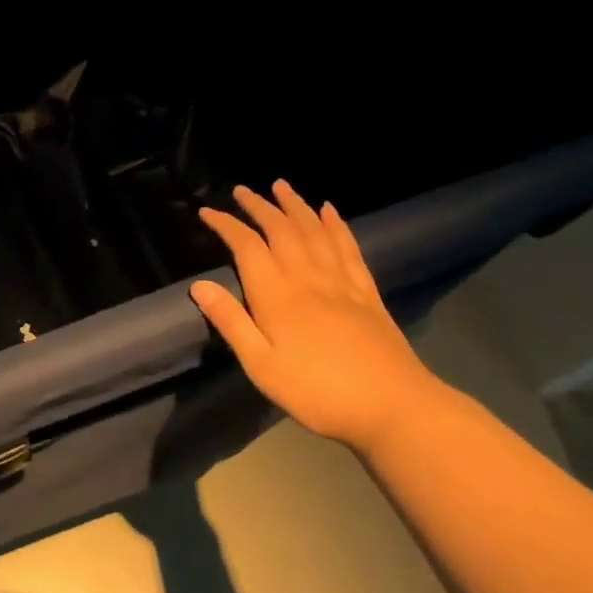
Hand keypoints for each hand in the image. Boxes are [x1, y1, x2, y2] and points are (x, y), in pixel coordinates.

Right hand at [191, 181, 445, 453]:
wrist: (393, 406)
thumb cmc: (318, 392)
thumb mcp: (261, 366)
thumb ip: (231, 323)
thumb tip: (199, 285)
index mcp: (277, 294)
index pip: (246, 246)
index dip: (226, 225)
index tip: (207, 212)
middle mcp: (307, 277)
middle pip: (280, 230)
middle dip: (259, 206)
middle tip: (242, 189)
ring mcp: (340, 282)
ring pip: (314, 231)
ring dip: (295, 205)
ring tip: (281, 186)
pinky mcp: (366, 292)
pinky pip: (348, 247)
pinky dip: (336, 225)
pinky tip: (330, 211)